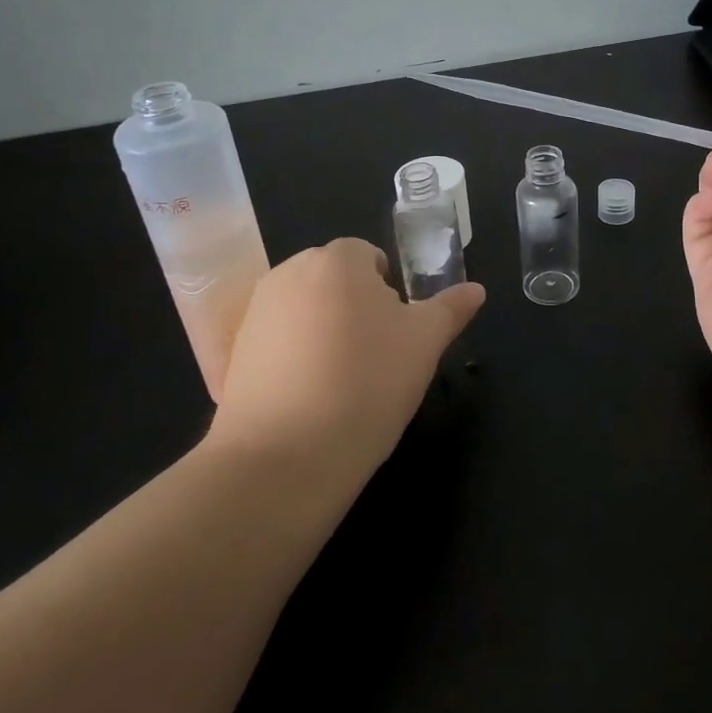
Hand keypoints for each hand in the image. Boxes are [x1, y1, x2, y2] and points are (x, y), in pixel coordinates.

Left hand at [209, 238, 484, 490]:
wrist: (284, 456)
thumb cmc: (367, 382)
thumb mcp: (425, 344)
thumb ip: (451, 309)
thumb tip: (475, 290)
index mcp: (337, 259)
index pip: (371, 257)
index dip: (391, 293)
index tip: (398, 334)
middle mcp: (289, 272)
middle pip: (336, 280)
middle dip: (358, 308)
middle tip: (377, 356)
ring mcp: (256, 311)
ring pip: (308, 310)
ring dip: (327, 331)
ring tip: (344, 381)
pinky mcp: (236, 352)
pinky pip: (280, 341)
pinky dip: (297, 357)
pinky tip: (310, 398)